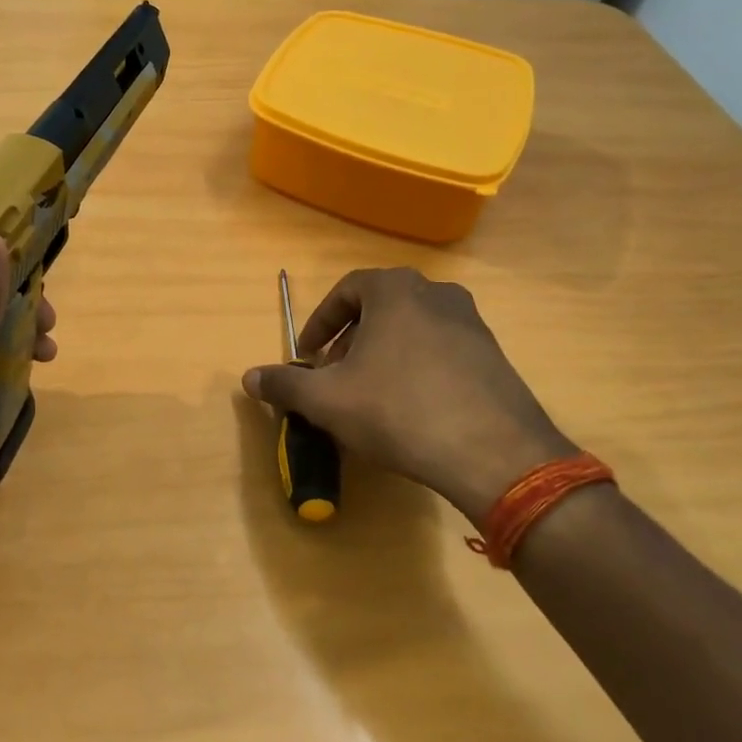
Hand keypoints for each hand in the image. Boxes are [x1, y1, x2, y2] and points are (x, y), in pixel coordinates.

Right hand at [242, 268, 573, 523]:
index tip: (307, 356)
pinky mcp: (493, 356)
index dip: (319, 323)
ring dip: (382, 355)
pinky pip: (441, 351)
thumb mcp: (327, 400)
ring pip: (411, 329)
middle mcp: (437, 293)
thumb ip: (284, 384)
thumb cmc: (397, 410)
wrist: (492, 452)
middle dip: (349, 341)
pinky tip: (410, 409)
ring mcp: (471, 323)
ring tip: (368, 395)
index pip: (346, 291)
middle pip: (379, 309)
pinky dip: (415, 368)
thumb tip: (248, 377)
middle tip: (334, 377)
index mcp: (395, 290)